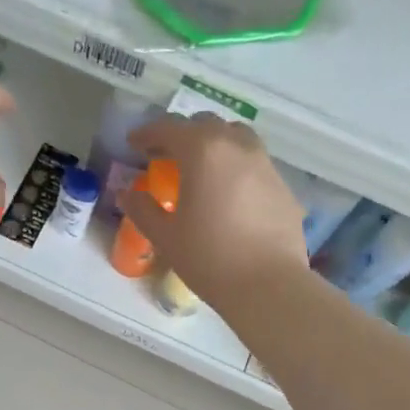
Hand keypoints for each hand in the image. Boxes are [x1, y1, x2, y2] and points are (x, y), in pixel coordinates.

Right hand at [122, 112, 309, 306]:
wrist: (268, 285)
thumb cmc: (208, 257)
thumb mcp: (165, 236)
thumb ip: (142, 209)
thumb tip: (126, 194)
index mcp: (203, 151)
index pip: (169, 128)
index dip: (148, 133)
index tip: (134, 143)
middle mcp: (237, 146)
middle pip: (206, 124)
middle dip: (182, 134)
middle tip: (165, 155)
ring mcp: (265, 164)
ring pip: (236, 137)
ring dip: (213, 144)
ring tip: (200, 168)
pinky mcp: (283, 186)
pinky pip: (254, 163)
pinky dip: (235, 166)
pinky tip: (228, 194)